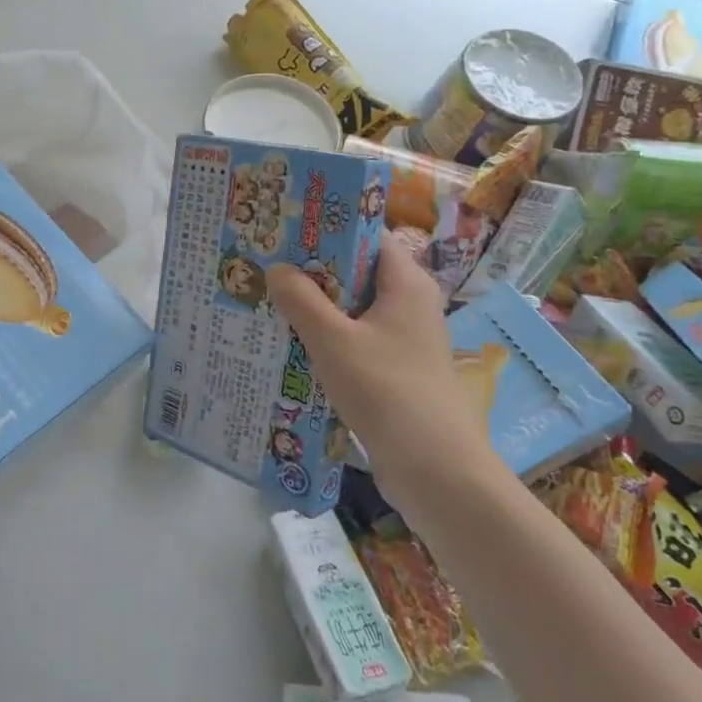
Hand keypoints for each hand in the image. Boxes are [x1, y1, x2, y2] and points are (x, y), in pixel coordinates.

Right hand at [266, 234, 498, 505]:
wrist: (437, 471)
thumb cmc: (387, 391)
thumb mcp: (333, 341)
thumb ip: (301, 301)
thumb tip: (276, 268)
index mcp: (406, 284)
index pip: (367, 236)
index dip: (327, 230)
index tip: (284, 230)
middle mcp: (409, 305)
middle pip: (356, 273)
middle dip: (312, 272)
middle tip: (264, 266)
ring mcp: (404, 341)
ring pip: (352, 311)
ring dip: (315, 309)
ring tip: (267, 302)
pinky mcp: (395, 372)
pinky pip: (355, 341)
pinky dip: (326, 340)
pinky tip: (290, 346)